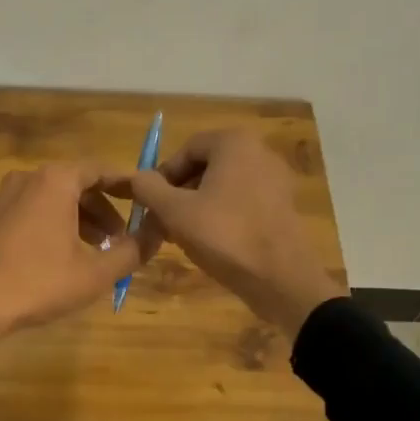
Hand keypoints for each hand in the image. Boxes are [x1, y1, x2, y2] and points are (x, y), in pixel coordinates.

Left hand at [0, 162, 152, 384]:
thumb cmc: (38, 283)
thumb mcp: (96, 273)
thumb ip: (133, 250)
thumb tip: (158, 232)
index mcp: (55, 181)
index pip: (100, 170)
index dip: (126, 185)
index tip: (146, 201)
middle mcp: (26, 179)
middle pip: (75, 185)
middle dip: (102, 211)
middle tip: (119, 240)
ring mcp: (0, 199)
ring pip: (50, 201)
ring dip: (77, 221)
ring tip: (92, 254)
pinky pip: (28, 214)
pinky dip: (50, 228)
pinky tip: (56, 261)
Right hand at [104, 130, 344, 337]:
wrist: (281, 278)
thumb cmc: (224, 235)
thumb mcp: (174, 212)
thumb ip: (149, 188)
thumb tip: (135, 177)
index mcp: (234, 143)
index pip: (186, 150)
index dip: (162, 176)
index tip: (149, 205)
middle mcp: (260, 151)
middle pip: (206, 167)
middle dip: (179, 193)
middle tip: (162, 223)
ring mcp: (276, 179)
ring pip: (223, 186)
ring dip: (197, 206)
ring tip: (181, 236)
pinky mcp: (283, 205)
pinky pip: (243, 201)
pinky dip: (222, 215)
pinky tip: (210, 242)